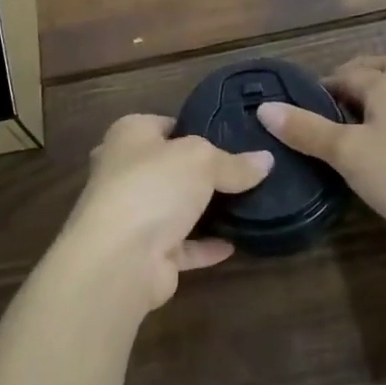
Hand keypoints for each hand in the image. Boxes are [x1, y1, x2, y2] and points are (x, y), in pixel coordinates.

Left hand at [57, 114, 272, 313]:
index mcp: (129, 135)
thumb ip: (233, 162)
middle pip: (169, 167)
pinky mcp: (143, 253)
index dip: (196, 129)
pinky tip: (235, 243)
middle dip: (199, 172)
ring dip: (202, 211)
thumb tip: (266, 160)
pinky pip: (181, 245)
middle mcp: (124, 171)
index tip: (232, 139)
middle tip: (242, 172)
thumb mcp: (202, 160)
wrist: (119, 259)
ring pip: (174, 207)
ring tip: (245, 205)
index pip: (166, 125)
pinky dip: (204, 246)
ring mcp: (131, 214)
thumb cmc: (154, 186)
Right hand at [256, 55, 385, 247]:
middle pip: (378, 71)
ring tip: (345, 126)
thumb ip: (306, 129)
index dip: (320, 87)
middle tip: (325, 106)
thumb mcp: (346, 152)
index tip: (297, 110)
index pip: (345, 73)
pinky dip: (385, 122)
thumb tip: (264, 107)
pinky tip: (373, 150)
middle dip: (351, 80)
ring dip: (370, 101)